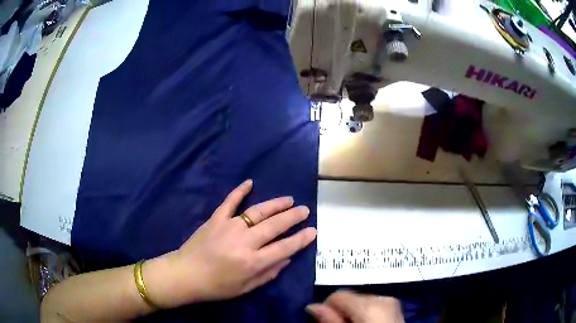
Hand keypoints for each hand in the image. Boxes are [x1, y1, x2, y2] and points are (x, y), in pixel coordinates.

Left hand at [145, 180, 316, 307]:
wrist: (186, 274)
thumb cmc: (217, 286)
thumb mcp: (246, 287)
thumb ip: (268, 273)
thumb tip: (287, 258)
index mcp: (253, 262)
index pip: (284, 247)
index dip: (301, 239)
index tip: (313, 230)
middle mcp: (244, 241)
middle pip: (274, 225)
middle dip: (293, 217)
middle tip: (304, 210)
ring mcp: (229, 226)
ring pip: (258, 211)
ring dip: (275, 204)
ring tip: (288, 200)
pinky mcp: (216, 219)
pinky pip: (229, 202)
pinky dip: (239, 191)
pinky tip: (249, 182)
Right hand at [307, 290, 403, 322]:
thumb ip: (331, 320)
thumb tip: (312, 306)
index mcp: (370, 303)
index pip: (338, 295)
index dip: (328, 308)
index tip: (326, 321)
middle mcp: (382, 297)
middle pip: (350, 297)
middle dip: (342, 310)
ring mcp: (391, 300)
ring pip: (361, 300)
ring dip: (353, 312)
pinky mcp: (395, 306)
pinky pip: (373, 304)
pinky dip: (365, 312)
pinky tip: (366, 322)